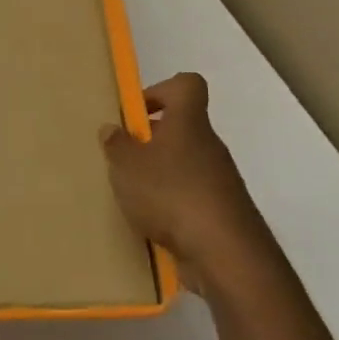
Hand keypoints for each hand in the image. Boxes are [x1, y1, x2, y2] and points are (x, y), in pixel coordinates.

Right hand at [100, 74, 282, 296]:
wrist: (225, 254)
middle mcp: (209, 146)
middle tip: (122, 160)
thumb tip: (113, 129)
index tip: (135, 114)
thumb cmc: (171, 194)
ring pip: (184, 164)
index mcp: (189, 124)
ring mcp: (219, 181)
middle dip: (149, 141)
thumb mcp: (127, 166)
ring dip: (158, 175)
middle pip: (181, 128)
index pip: (187, 85)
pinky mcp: (221, 212)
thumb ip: (117, 145)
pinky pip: (190, 197)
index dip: (160, 91)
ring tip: (131, 196)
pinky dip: (170, 205)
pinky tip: (150, 223)